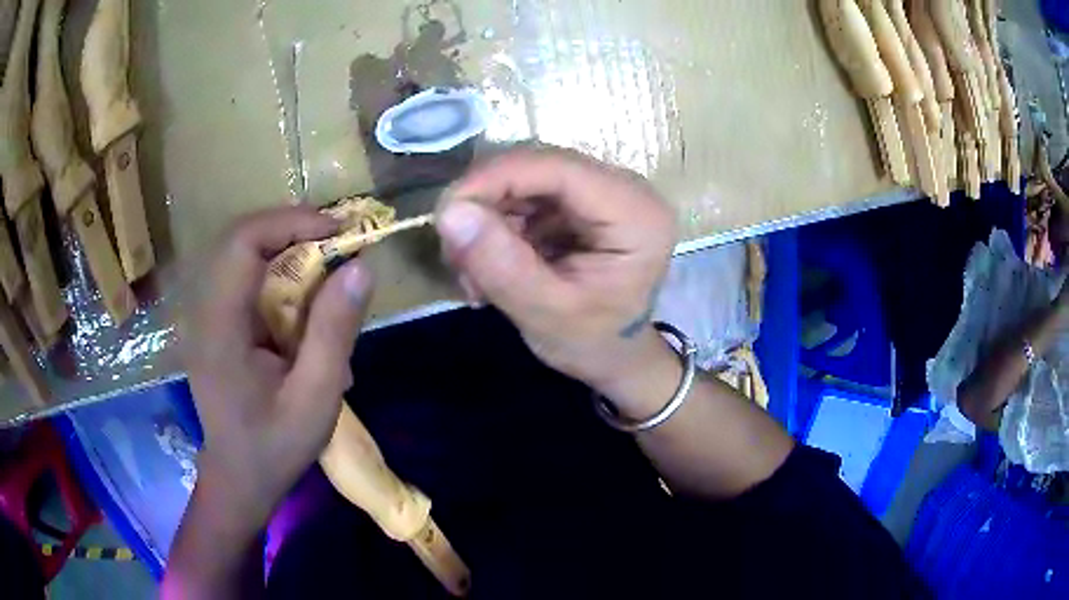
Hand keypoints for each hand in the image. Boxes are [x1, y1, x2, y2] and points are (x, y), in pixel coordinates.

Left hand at [184, 206, 373, 527]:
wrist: (240, 477)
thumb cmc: (276, 445)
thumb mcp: (315, 397)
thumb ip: (334, 332)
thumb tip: (360, 267)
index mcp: (220, 326)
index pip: (243, 242)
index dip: (290, 223)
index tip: (338, 232)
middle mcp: (205, 310)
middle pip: (242, 239)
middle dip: (292, 229)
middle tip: (338, 241)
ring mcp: (207, 315)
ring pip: (243, 254)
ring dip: (287, 247)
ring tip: (328, 261)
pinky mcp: (216, 323)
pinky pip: (246, 277)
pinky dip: (279, 270)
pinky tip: (304, 294)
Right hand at [436, 146, 676, 395]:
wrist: (612, 356)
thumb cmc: (592, 342)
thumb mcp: (546, 313)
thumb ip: (501, 264)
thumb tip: (449, 212)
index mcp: (635, 213)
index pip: (559, 169)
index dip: (495, 179)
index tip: (446, 213)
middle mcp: (625, 188)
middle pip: (538, 167)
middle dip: (486, 205)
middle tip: (456, 256)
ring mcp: (601, 191)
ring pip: (525, 179)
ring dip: (487, 220)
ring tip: (474, 274)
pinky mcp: (580, 201)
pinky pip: (526, 196)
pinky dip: (498, 226)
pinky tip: (489, 265)